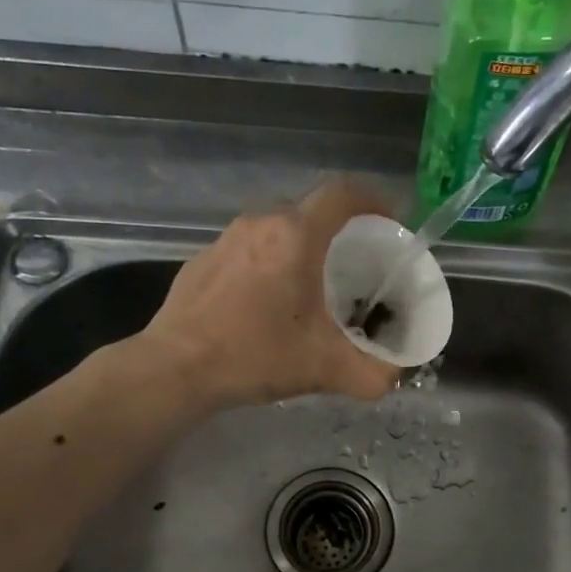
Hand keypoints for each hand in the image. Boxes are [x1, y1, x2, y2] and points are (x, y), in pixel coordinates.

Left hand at [138, 180, 401, 408]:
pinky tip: (268, 301)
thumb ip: (372, 374)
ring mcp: (225, 238)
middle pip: (311, 209)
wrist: (175, 368)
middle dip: (340, 228)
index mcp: (295, 235)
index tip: (390, 222)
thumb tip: (395, 377)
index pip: (343, 194)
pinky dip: (269, 261)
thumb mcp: (324, 368)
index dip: (374, 200)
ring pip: (277, 227)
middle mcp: (260, 223)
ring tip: (314, 282)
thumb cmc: (254, 355)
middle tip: (356, 262)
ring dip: (302, 245)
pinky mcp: (202, 260)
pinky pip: (249, 247)